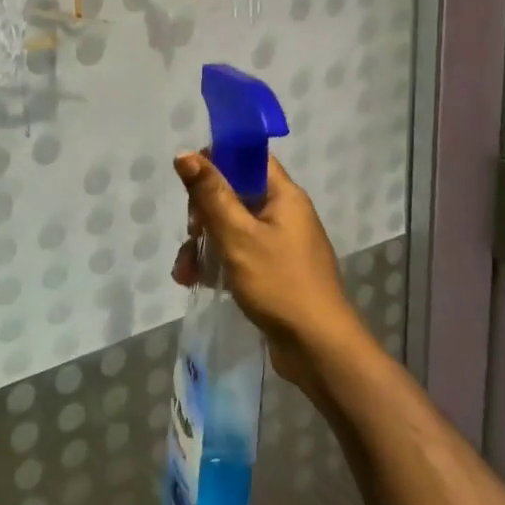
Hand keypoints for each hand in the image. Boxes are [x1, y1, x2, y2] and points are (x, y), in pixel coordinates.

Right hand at [171, 153, 366, 393]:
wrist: (320, 350)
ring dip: (204, 243)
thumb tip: (185, 154)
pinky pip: (238, 254)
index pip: (249, 157)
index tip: (190, 179)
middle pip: (235, 193)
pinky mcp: (273, 272)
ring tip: (185, 269)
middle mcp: (285, 214)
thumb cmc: (280, 283)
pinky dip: (216, 262)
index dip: (218, 159)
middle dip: (204, 211)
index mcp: (284, 196)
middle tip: (192, 232)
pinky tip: (194, 280)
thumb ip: (210, 194)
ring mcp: (280, 245)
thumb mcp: (238, 236)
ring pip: (231, 227)